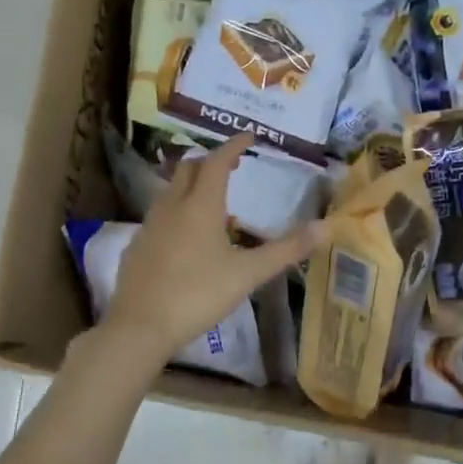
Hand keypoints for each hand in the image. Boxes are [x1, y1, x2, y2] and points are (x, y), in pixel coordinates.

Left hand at [101, 134, 319, 365]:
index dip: (233, 146)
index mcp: (200, 206)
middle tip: (232, 166)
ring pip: (170, 191)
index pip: (217, 162)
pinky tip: (186, 236)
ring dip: (191, 185)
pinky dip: (176, 211)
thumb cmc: (198, 294)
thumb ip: (286, 250)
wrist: (140, 327)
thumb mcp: (248, 274)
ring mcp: (149, 226)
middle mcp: (171, 207)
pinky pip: (159, 216)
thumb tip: (326, 227)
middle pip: (188, 169)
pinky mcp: (136, 246)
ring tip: (212, 200)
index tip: (249, 136)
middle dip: (210, 161)